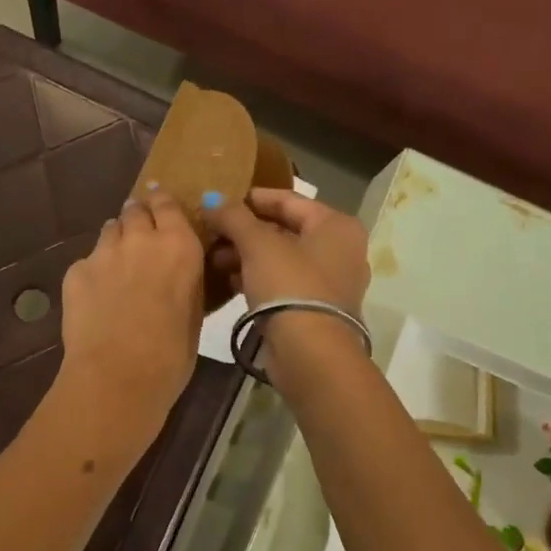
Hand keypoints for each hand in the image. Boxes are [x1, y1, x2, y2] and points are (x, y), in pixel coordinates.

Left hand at [56, 191, 203, 460]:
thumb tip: (179, 271)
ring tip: (118, 268)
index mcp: (179, 246)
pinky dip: (94, 272)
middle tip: (141, 241)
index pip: (167, 203)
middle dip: (138, 219)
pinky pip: (88, 261)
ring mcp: (103, 252)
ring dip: (117, 241)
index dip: (163, 203)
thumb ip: (186, 279)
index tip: (161, 209)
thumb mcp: (194, 312)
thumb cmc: (171, 355)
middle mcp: (141, 239)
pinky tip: (96, 299)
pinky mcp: (75, 271)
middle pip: (135, 210)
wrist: (117, 378)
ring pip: (110, 230)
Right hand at [204, 190, 370, 390]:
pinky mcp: (315, 308)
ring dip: (246, 254)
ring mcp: (330, 281)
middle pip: (284, 228)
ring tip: (213, 257)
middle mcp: (340, 249)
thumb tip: (210, 199)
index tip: (219, 199)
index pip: (288, 199)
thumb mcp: (257, 244)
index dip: (252, 198)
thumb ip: (233, 217)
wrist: (310, 353)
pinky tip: (228, 280)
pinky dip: (257, 277)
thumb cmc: (289, 285)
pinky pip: (282, 282)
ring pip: (281, 257)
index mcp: (336, 225)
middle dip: (245, 230)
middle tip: (211, 231)